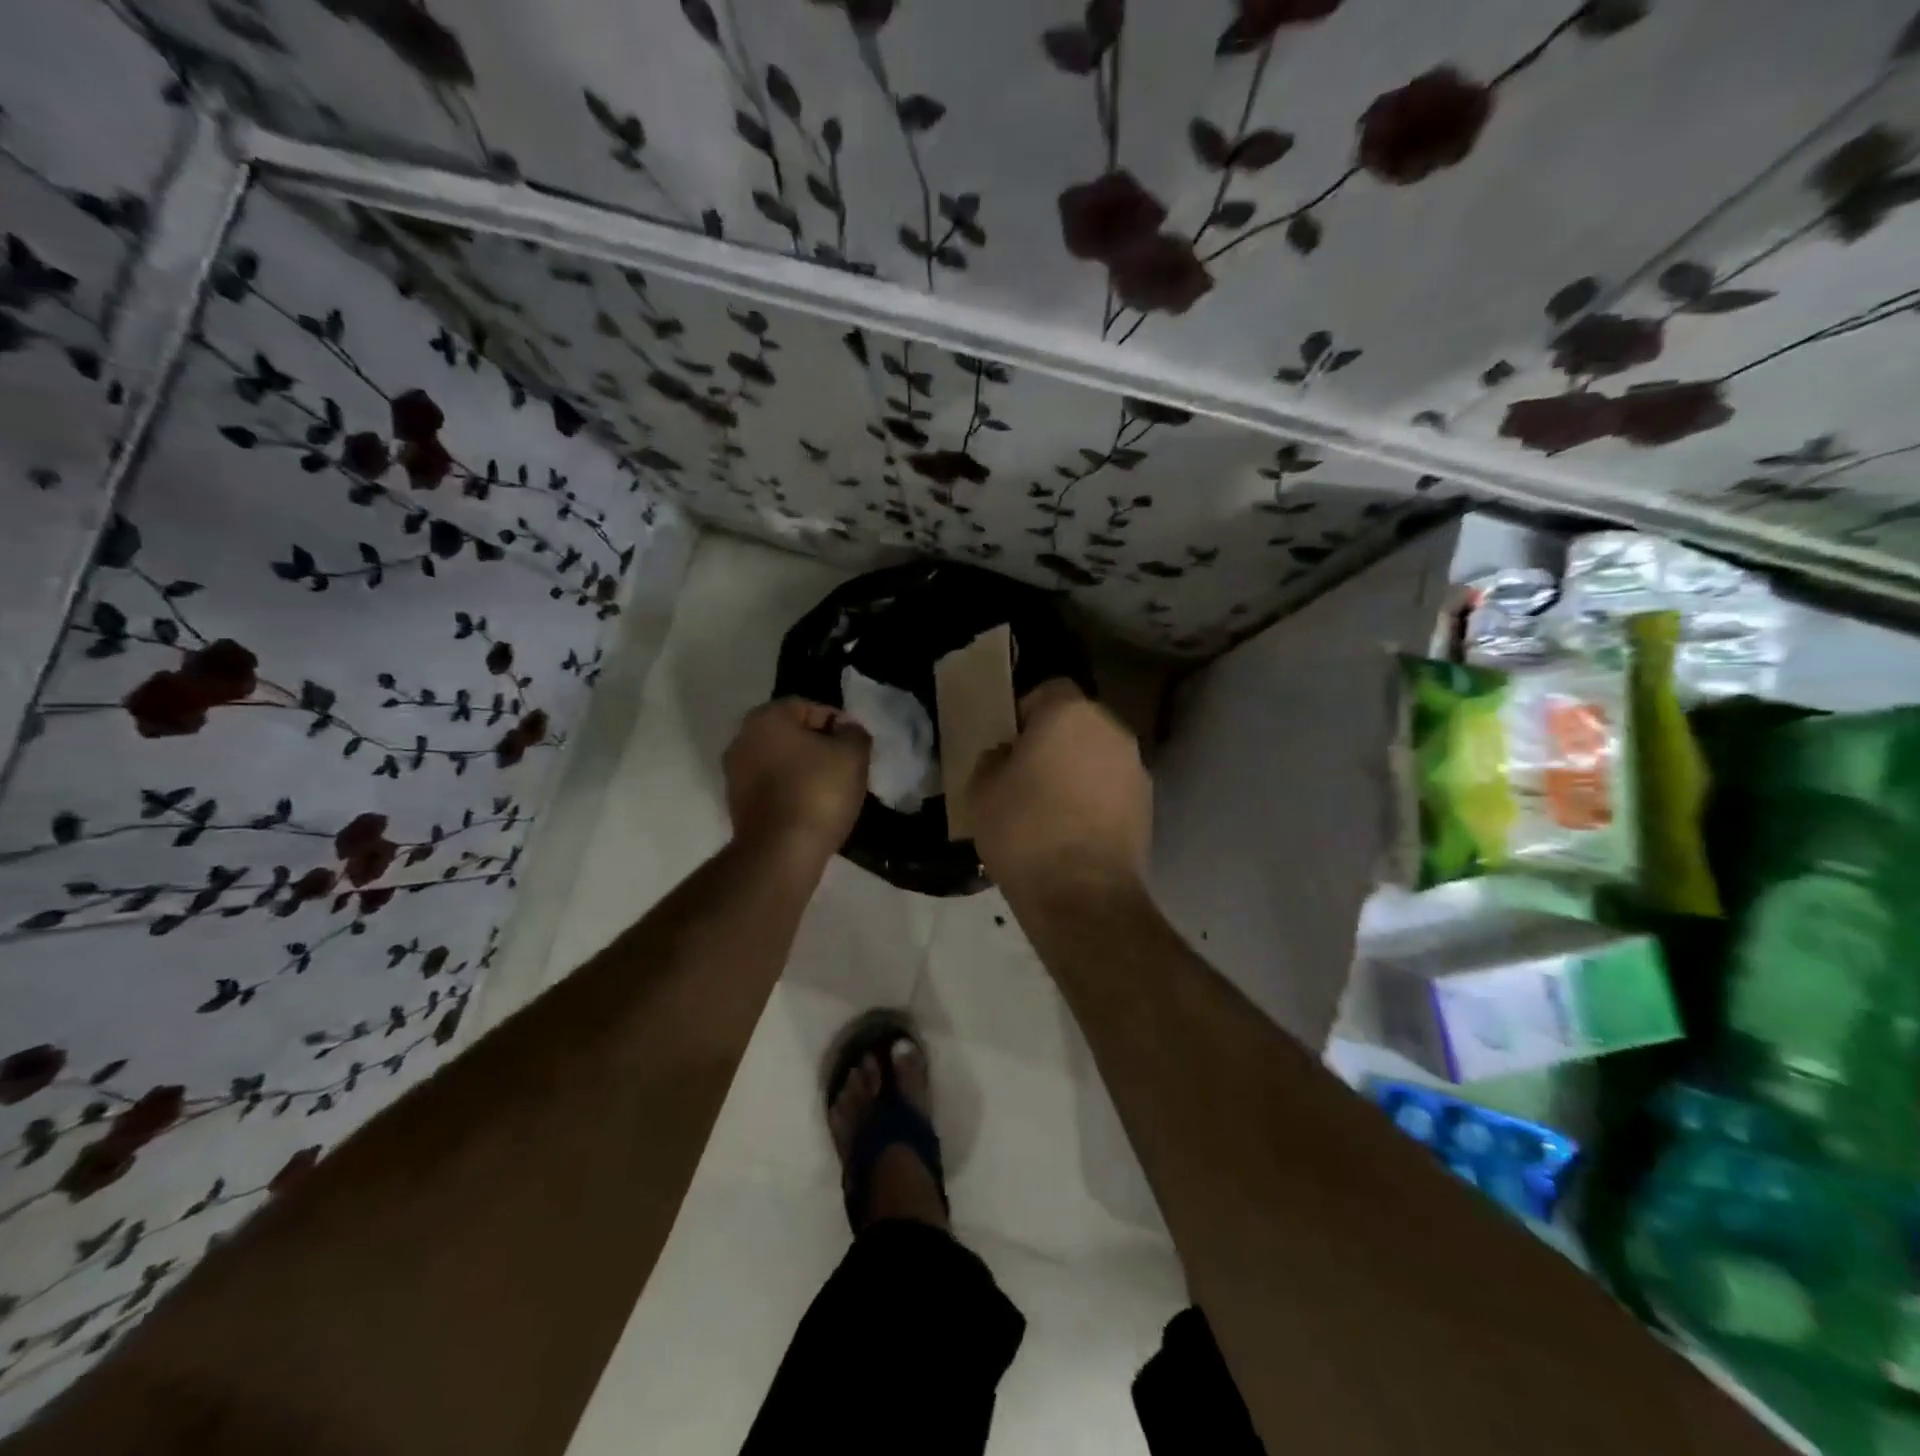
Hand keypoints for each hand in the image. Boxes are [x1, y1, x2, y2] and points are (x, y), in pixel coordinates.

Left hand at [724, 699, 870, 865]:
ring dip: (804, 770)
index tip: (856, 747)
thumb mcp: (853, 755)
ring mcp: (735, 773)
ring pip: (780, 761)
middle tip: (846, 766)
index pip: (809, 707)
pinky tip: (812, 807)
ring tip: (832, 790)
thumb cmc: (818, 792)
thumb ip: (854, 732)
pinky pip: (771, 786)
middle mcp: (742, 738)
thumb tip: (846, 728)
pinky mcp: (736, 804)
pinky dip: (791, 791)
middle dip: (819, 746)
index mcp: (767, 717)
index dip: (838, 724)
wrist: (781, 852)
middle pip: (791, 734)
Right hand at [968, 679, 1150, 904]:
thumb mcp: (981, 791)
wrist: (1082, 894)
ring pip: (1098, 755)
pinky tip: (1075, 830)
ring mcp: (1135, 767)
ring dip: (1078, 770)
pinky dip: (1096, 798)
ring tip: (1052, 807)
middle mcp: (1111, 730)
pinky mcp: (1148, 804)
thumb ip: (992, 760)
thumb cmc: (1024, 831)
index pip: (1048, 691)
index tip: (1010, 744)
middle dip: (1055, 741)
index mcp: (1069, 714)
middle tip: (1028, 774)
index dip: (1026, 713)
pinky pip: (1113, 787)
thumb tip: (1006, 756)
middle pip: (1078, 723)